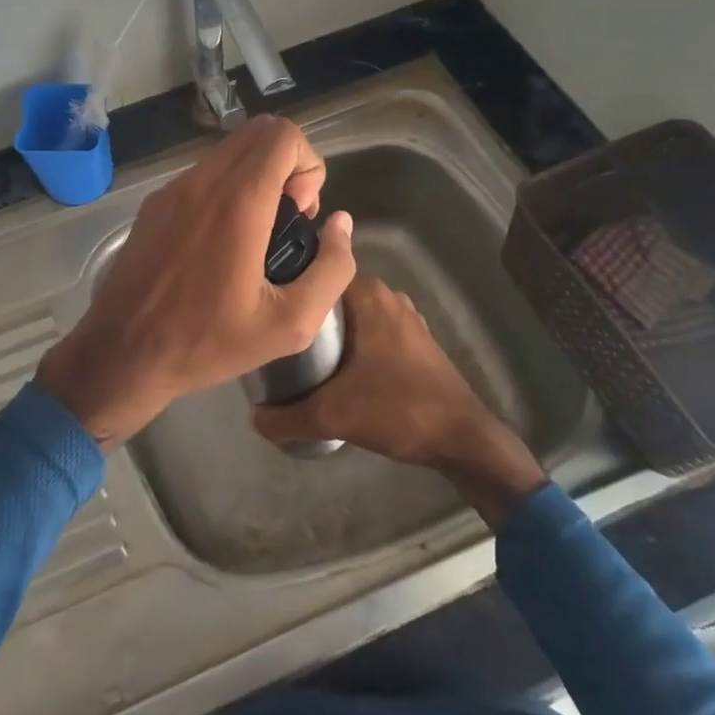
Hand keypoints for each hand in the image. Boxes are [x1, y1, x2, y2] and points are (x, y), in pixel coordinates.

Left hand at [36, 116, 356, 445]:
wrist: (121, 353)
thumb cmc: (206, 342)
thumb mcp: (289, 324)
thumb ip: (331, 268)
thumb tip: (341, 224)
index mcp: (237, 201)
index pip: (283, 135)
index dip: (308, 165)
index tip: (301, 214)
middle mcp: (201, 181)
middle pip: (258, 132)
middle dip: (287, 165)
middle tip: (286, 221)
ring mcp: (171, 189)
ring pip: (229, 152)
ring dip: (256, 177)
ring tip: (257, 236)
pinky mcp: (153, 204)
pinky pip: (202, 175)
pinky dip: (226, 189)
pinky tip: (222, 244)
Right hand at [250, 278, 547, 529]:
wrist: (462, 438)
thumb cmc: (396, 409)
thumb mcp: (330, 416)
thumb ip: (284, 416)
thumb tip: (252, 418)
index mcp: (366, 294)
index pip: (313, 275)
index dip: (287, 292)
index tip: (264, 313)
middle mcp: (386, 295)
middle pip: (330, 297)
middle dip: (304, 315)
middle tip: (275, 340)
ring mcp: (406, 317)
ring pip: (352, 316)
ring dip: (330, 332)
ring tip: (298, 356)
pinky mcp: (417, 340)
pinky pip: (372, 331)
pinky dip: (354, 344)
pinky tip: (337, 370)